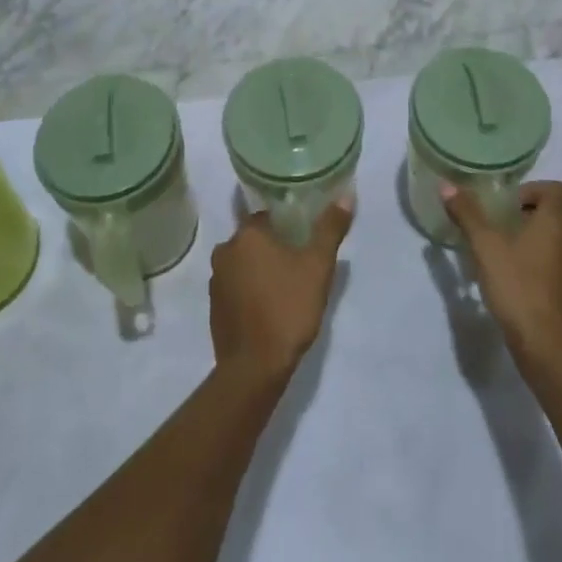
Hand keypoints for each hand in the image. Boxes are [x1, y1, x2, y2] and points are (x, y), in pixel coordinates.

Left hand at [210, 197, 352, 383]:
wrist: (255, 367)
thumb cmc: (288, 308)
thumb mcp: (318, 266)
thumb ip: (331, 228)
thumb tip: (346, 195)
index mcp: (246, 235)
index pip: (268, 216)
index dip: (289, 225)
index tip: (306, 240)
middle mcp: (224, 251)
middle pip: (255, 240)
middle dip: (276, 248)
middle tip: (301, 265)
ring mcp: (215, 281)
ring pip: (244, 264)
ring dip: (262, 270)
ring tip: (288, 288)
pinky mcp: (214, 307)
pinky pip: (236, 287)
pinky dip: (251, 291)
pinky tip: (270, 307)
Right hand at [443, 181, 561, 363]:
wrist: (546, 346)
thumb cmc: (518, 286)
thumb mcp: (485, 246)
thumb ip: (467, 214)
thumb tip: (446, 185)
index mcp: (556, 223)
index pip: (554, 189)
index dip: (530, 189)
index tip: (504, 204)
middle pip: (551, 214)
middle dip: (522, 215)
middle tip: (493, 226)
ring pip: (551, 240)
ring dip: (527, 240)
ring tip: (497, 253)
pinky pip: (552, 263)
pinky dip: (533, 262)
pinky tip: (509, 279)